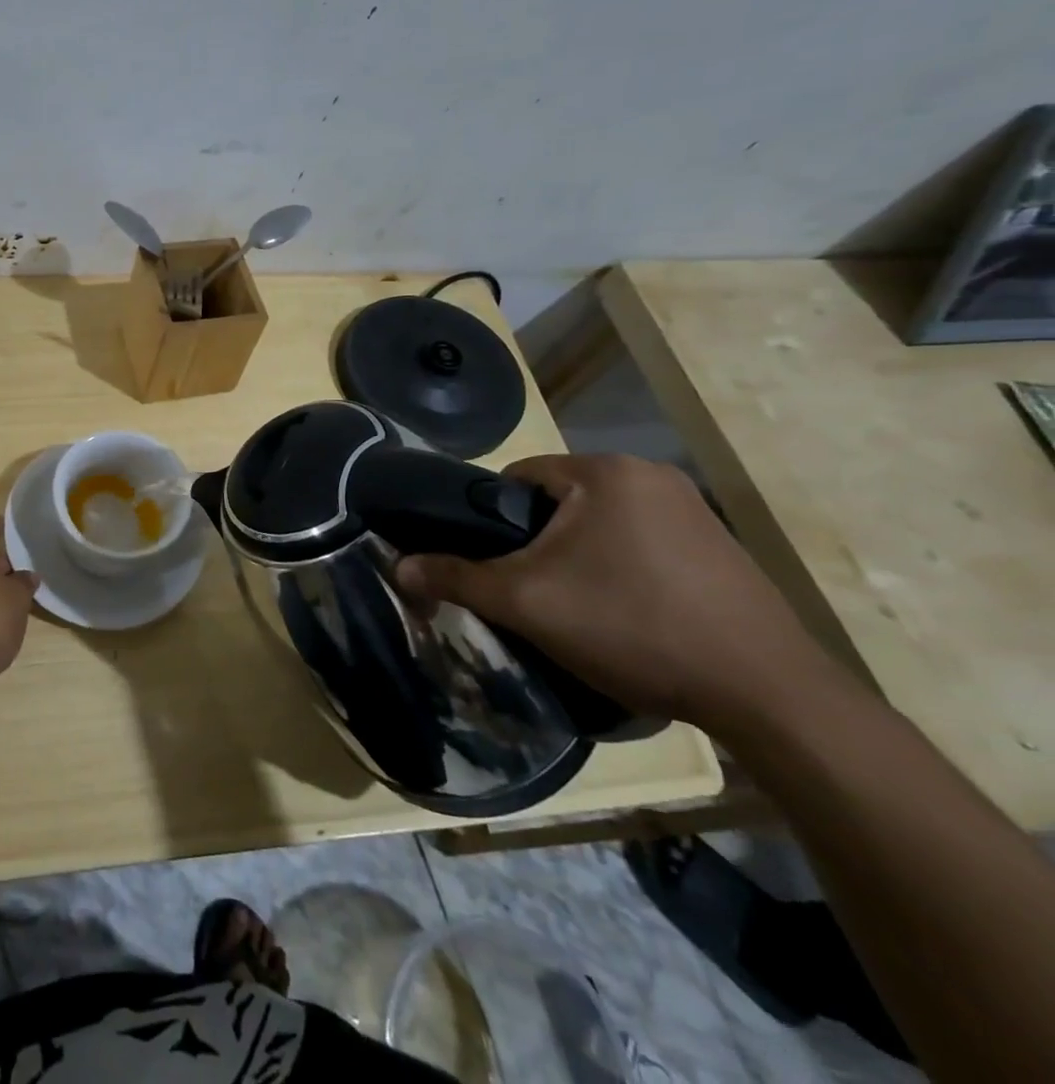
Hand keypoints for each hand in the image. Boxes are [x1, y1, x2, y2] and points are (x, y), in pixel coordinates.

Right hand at [393, 453, 842, 734]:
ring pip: (600, 524)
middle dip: (537, 543)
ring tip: (576, 608)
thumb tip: (398, 569)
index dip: (491, 520)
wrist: (769, 695)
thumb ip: (457, 578)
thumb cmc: (633, 627)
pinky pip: (642, 543)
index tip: (492, 564)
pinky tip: (627, 614)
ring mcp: (695, 510)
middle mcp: (651, 475)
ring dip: (577, 556)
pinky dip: (620, 568)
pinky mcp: (721, 547)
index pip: (518, 478)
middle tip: (530, 592)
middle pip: (559, 501)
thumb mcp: (528, 603)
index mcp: (606, 472)